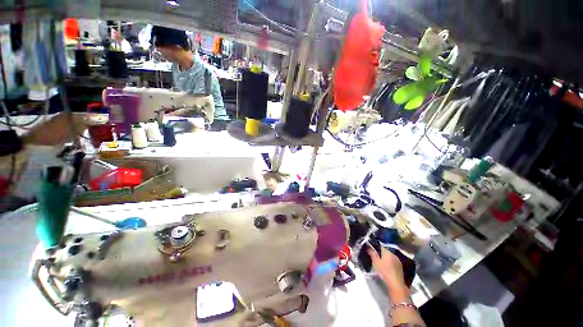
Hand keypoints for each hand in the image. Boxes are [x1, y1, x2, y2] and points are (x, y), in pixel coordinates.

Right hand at [367, 246, 409, 301]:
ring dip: (385, 259)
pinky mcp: (400, 268)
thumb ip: (372, 253)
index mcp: (388, 252)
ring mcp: (398, 261)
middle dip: (380, 253)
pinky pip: (392, 262)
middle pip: (385, 251)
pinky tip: (386, 268)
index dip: (374, 247)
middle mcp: (394, 255)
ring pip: (389, 257)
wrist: (396, 285)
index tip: (370, 250)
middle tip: (374, 258)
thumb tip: (368, 246)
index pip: (380, 246)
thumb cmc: (384, 272)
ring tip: (379, 263)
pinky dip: (389, 263)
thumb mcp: (375, 262)